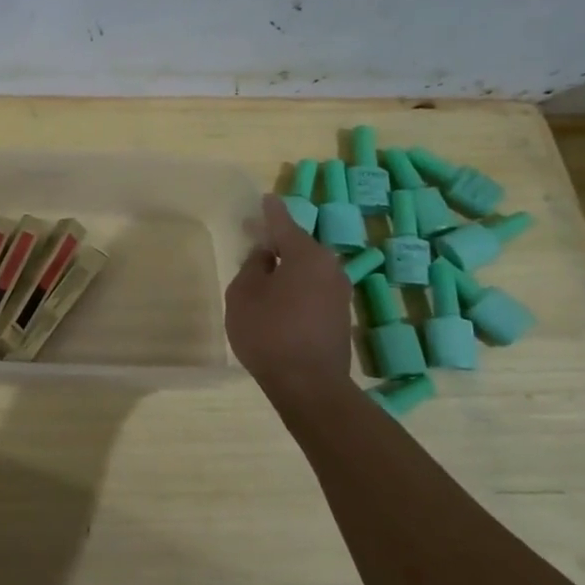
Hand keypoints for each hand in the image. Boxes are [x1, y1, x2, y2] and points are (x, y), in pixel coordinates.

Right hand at [224, 196, 353, 400]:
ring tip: (263, 271)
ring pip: (307, 269)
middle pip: (299, 246)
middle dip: (277, 241)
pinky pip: (313, 288)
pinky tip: (278, 298)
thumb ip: (253, 267)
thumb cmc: (269, 333)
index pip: (285, 224)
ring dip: (287, 267)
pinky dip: (296, 286)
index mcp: (307, 256)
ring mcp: (340, 293)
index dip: (271, 211)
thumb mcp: (244, 294)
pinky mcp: (340, 316)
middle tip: (254, 237)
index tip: (265, 199)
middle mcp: (331, 268)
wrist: (309, 385)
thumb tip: (266, 256)